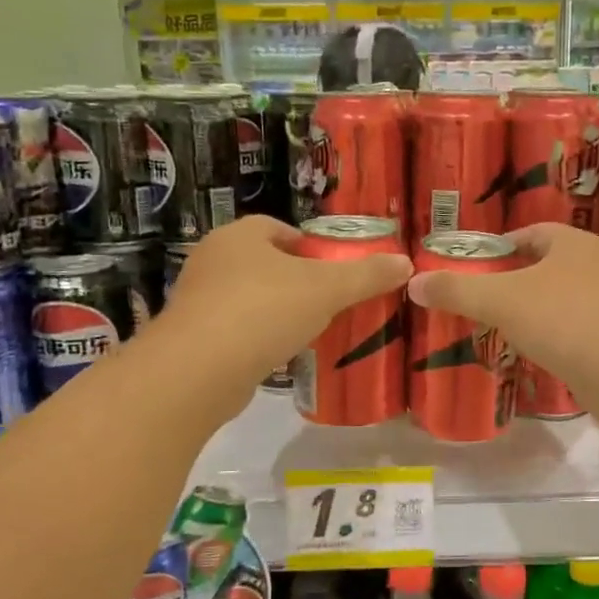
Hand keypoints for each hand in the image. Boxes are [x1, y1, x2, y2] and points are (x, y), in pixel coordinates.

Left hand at [159, 216, 411, 392]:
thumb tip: (406, 262)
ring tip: (308, 330)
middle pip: (262, 263)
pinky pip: (234, 330)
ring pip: (247, 297)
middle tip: (327, 300)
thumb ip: (366, 276)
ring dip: (274, 310)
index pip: (277, 228)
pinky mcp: (192, 338)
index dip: (307, 245)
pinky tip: (280, 355)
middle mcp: (212, 260)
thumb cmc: (264, 311)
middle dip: (293, 279)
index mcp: (240, 236)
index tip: (331, 269)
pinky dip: (256, 338)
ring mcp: (197, 300)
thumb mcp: (327, 290)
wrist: (199, 370)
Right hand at [406, 223, 598, 397]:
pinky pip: (571, 327)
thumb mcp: (501, 301)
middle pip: (541, 266)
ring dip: (530, 311)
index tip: (470, 271)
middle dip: (510, 282)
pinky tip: (533, 352)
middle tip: (477, 302)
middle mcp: (594, 264)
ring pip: (556, 298)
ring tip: (499, 328)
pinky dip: (550, 335)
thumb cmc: (564, 321)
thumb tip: (413, 283)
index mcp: (572, 243)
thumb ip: (457, 291)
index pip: (528, 234)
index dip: (497, 249)